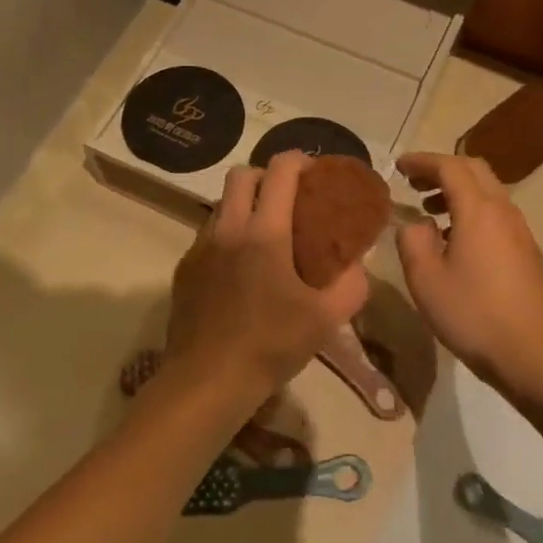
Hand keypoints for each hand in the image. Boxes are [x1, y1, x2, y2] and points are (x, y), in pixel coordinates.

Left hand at [163, 152, 368, 416]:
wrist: (207, 381)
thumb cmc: (271, 346)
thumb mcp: (327, 319)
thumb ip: (352, 284)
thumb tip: (358, 263)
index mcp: (265, 233)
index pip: (280, 171)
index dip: (300, 161)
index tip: (316, 174)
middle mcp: (228, 229)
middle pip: (242, 174)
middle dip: (267, 176)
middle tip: (289, 199)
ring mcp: (200, 247)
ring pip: (221, 203)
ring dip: (245, 204)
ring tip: (266, 235)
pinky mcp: (184, 268)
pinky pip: (208, 233)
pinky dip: (228, 234)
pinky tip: (241, 268)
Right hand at [394, 153, 542, 395]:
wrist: (528, 353)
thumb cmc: (470, 313)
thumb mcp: (425, 279)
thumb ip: (412, 241)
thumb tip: (415, 224)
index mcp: (478, 210)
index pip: (449, 166)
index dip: (422, 161)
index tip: (399, 165)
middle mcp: (504, 211)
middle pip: (475, 170)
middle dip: (442, 169)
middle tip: (415, 182)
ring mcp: (521, 231)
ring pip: (489, 192)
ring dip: (459, 191)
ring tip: (430, 210)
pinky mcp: (527, 252)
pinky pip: (497, 214)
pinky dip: (473, 211)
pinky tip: (455, 239)